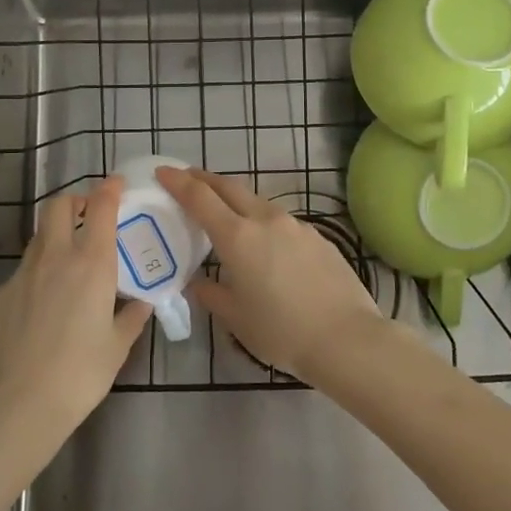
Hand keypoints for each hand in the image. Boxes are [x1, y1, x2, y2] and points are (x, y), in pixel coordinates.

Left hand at [0, 176, 151, 446]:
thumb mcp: (117, 347)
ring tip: (68, 259)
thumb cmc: (80, 374)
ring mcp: (22, 274)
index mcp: (91, 264)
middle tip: (88, 215)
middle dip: (75, 201)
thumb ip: (131, 318)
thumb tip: (141, 303)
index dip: (109, 189)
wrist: (17, 405)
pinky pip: (23, 271)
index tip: (117, 184)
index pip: (100, 207)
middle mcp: (55, 257)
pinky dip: (37, 272)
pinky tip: (43, 304)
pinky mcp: (0, 294)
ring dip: (55, 235)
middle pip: (59, 206)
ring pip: (39, 236)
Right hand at [157, 166, 385, 384]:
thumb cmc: (281, 332)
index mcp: (238, 236)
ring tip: (225, 214)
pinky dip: (263, 222)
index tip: (163, 171)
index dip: (178, 182)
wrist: (347, 338)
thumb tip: (200, 282)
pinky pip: (281, 221)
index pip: (200, 198)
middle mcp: (266, 220)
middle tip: (188, 179)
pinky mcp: (318, 237)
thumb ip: (212, 294)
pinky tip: (266, 244)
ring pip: (257, 202)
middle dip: (205, 180)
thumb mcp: (236, 318)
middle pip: (229, 187)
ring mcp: (296, 225)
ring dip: (236, 200)